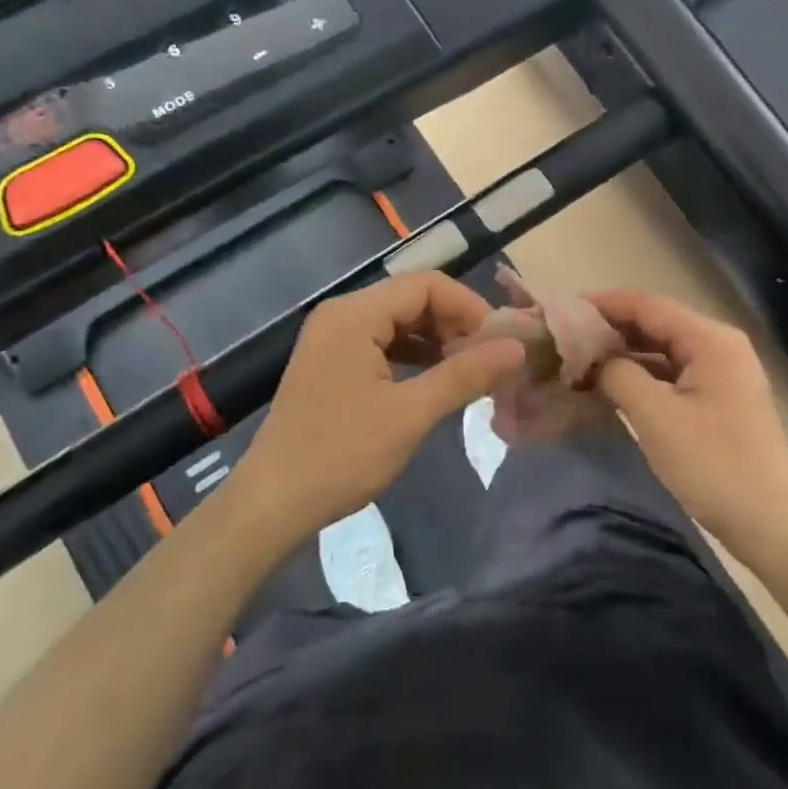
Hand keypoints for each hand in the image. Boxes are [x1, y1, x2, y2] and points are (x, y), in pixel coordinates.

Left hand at [228, 273, 525, 551]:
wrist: (271, 503)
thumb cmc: (341, 454)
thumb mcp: (411, 414)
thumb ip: (464, 374)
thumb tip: (516, 348)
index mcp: (355, 314)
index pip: (426, 285)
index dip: (468, 307)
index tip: (499, 343)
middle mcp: (341, 313)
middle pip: (411, 298)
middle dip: (453, 323)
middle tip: (486, 360)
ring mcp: (331, 337)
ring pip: (397, 320)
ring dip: (435, 339)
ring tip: (466, 371)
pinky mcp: (329, 361)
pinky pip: (380, 341)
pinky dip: (411, 354)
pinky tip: (432, 380)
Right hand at [591, 291, 787, 565]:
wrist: (773, 527)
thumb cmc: (714, 466)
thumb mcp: (656, 417)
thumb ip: (618, 375)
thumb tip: (594, 359)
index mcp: (710, 339)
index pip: (647, 305)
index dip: (603, 305)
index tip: (562, 313)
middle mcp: (719, 345)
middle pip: (655, 323)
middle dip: (610, 329)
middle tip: (565, 340)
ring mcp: (722, 372)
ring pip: (662, 349)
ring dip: (624, 354)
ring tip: (580, 361)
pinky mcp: (719, 398)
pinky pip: (672, 373)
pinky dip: (642, 375)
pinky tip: (612, 386)